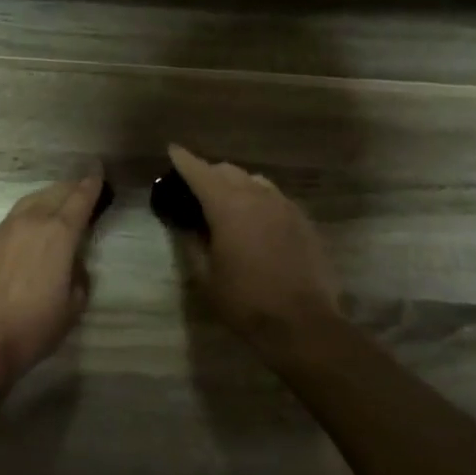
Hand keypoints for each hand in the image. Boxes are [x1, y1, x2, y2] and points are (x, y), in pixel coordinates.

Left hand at [0, 169, 103, 385]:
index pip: (80, 198)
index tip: (98, 169)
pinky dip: (30, 210)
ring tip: (60, 200)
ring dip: (49, 196)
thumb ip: (78, 274)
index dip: (91, 183)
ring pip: (32, 200)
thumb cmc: (35, 326)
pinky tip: (33, 222)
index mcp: (59, 233)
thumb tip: (73, 262)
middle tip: (84, 187)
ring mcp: (5, 229)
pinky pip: (15, 215)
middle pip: (55, 193)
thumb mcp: (73, 304)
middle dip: (72, 187)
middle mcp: (32, 221)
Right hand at [167, 144, 340, 357]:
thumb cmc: (245, 302)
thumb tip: (185, 225)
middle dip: (209, 173)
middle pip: (229, 171)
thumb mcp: (206, 276)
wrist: (302, 324)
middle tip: (194, 186)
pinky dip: (258, 199)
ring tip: (225, 202)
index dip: (184, 160)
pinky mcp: (303, 221)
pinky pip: (275, 198)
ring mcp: (285, 207)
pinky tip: (254, 220)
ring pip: (255, 181)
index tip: (172, 150)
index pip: (200, 173)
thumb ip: (193, 244)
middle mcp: (258, 197)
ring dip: (236, 184)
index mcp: (229, 207)